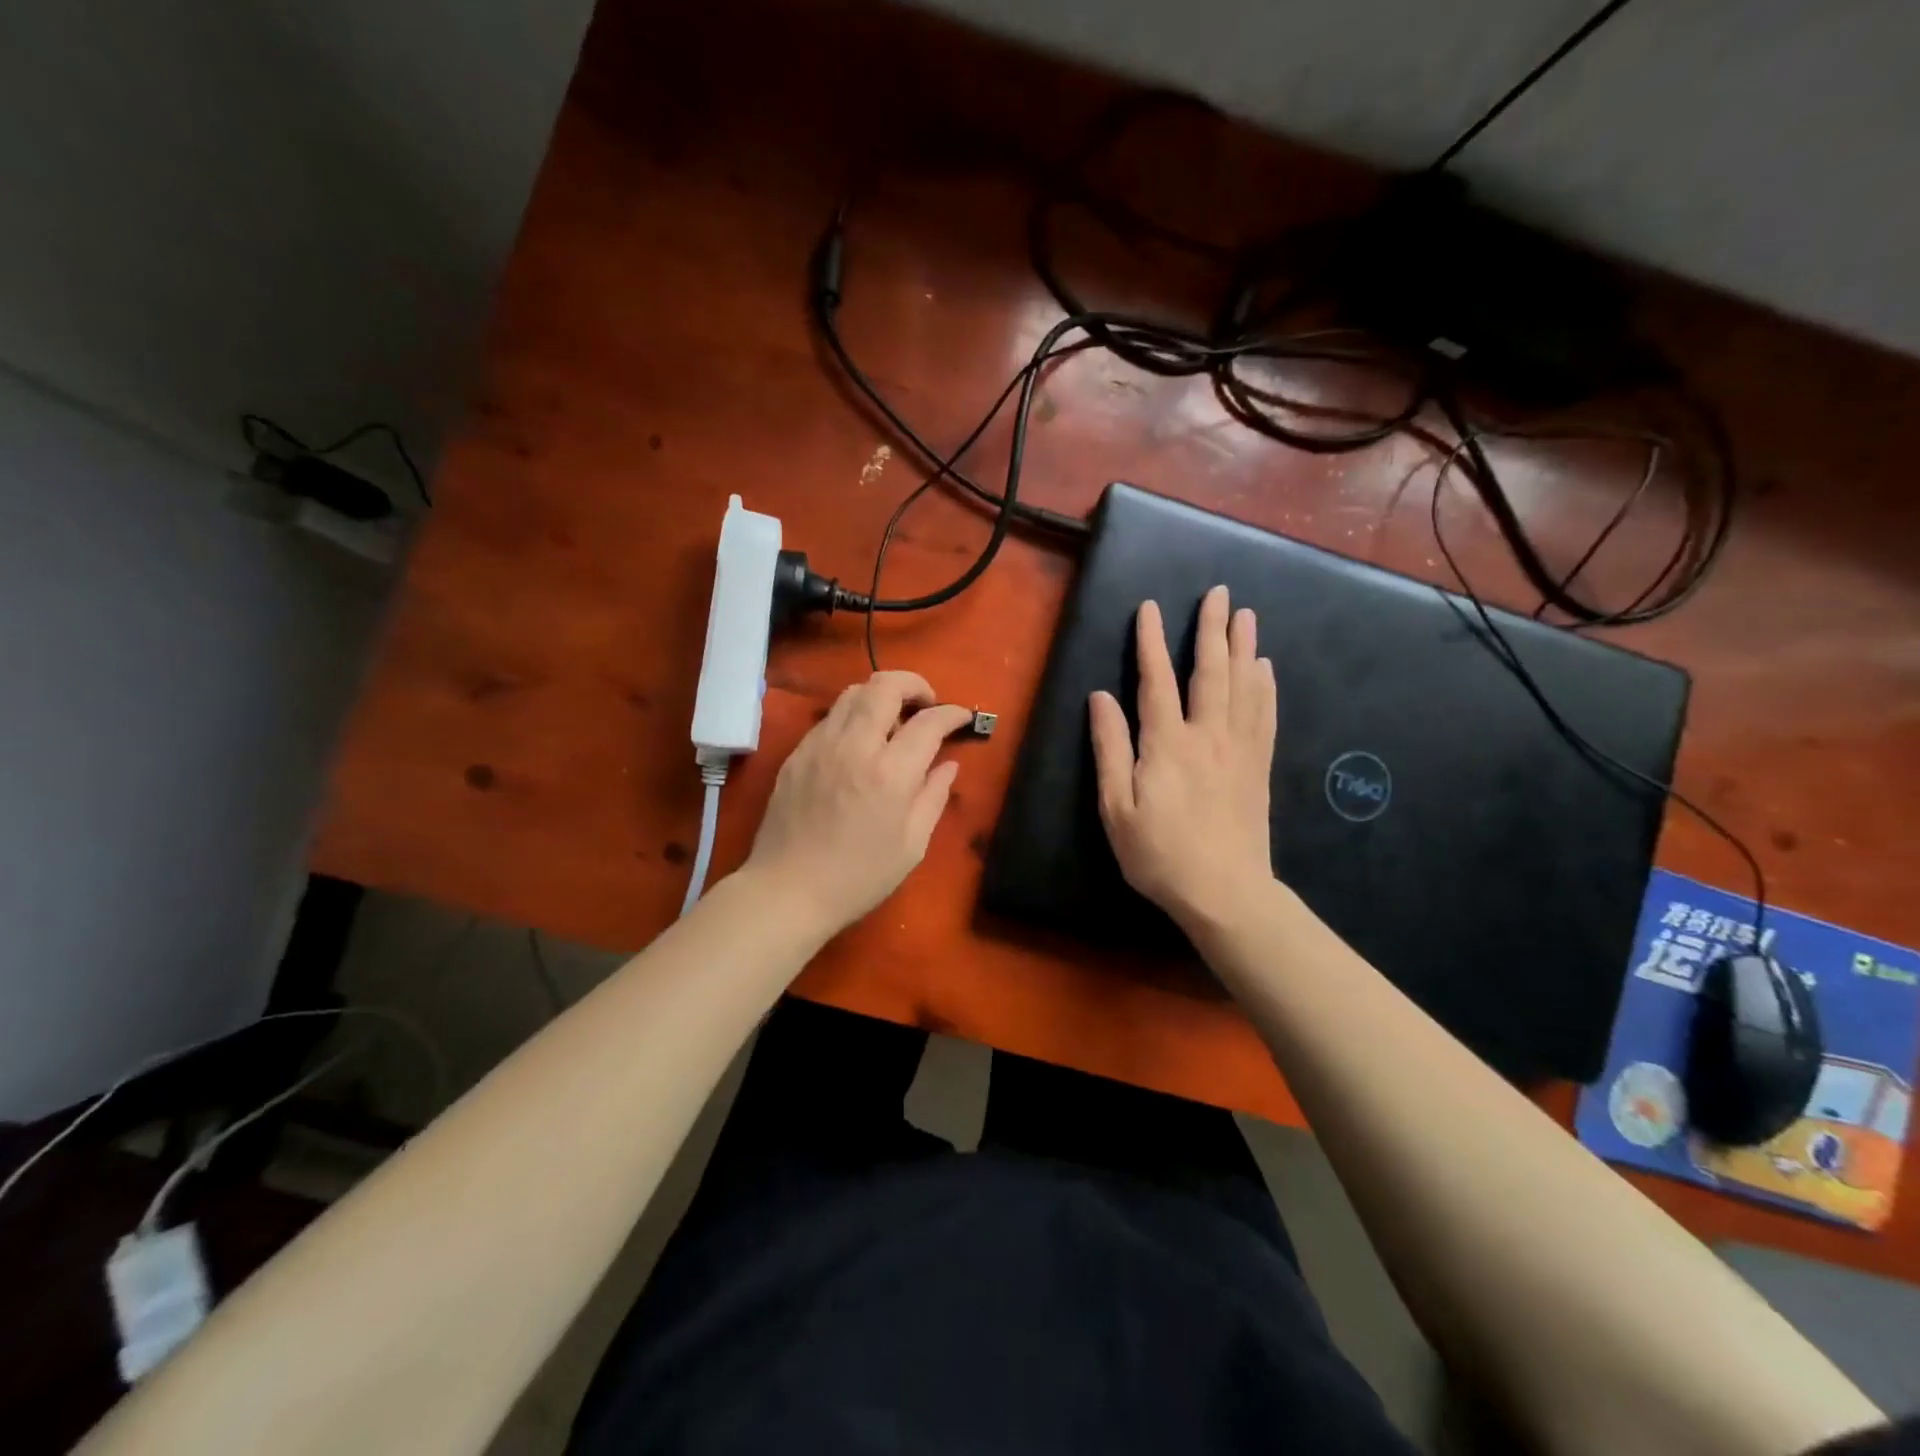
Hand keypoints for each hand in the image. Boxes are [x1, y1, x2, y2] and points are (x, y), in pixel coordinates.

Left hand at [743, 671, 972, 936]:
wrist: (788, 891)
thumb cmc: (858, 877)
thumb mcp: (912, 845)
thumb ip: (934, 796)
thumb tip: (948, 764)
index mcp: (890, 773)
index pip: (928, 721)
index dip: (952, 713)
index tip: (962, 718)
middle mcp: (854, 746)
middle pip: (886, 685)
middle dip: (915, 684)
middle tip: (927, 705)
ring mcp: (820, 745)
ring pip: (853, 692)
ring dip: (881, 696)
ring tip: (893, 721)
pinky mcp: (797, 753)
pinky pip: (831, 716)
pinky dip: (854, 716)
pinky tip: (860, 743)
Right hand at [1089, 586, 1277, 932]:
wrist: (1225, 892)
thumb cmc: (1159, 854)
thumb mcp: (1117, 808)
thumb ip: (1110, 749)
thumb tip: (1100, 698)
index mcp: (1167, 744)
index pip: (1156, 680)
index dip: (1150, 642)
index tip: (1149, 607)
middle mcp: (1207, 735)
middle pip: (1211, 671)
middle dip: (1212, 629)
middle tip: (1219, 593)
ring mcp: (1239, 749)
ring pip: (1243, 686)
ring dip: (1244, 647)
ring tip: (1246, 615)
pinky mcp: (1258, 766)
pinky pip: (1265, 715)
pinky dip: (1265, 686)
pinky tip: (1266, 668)